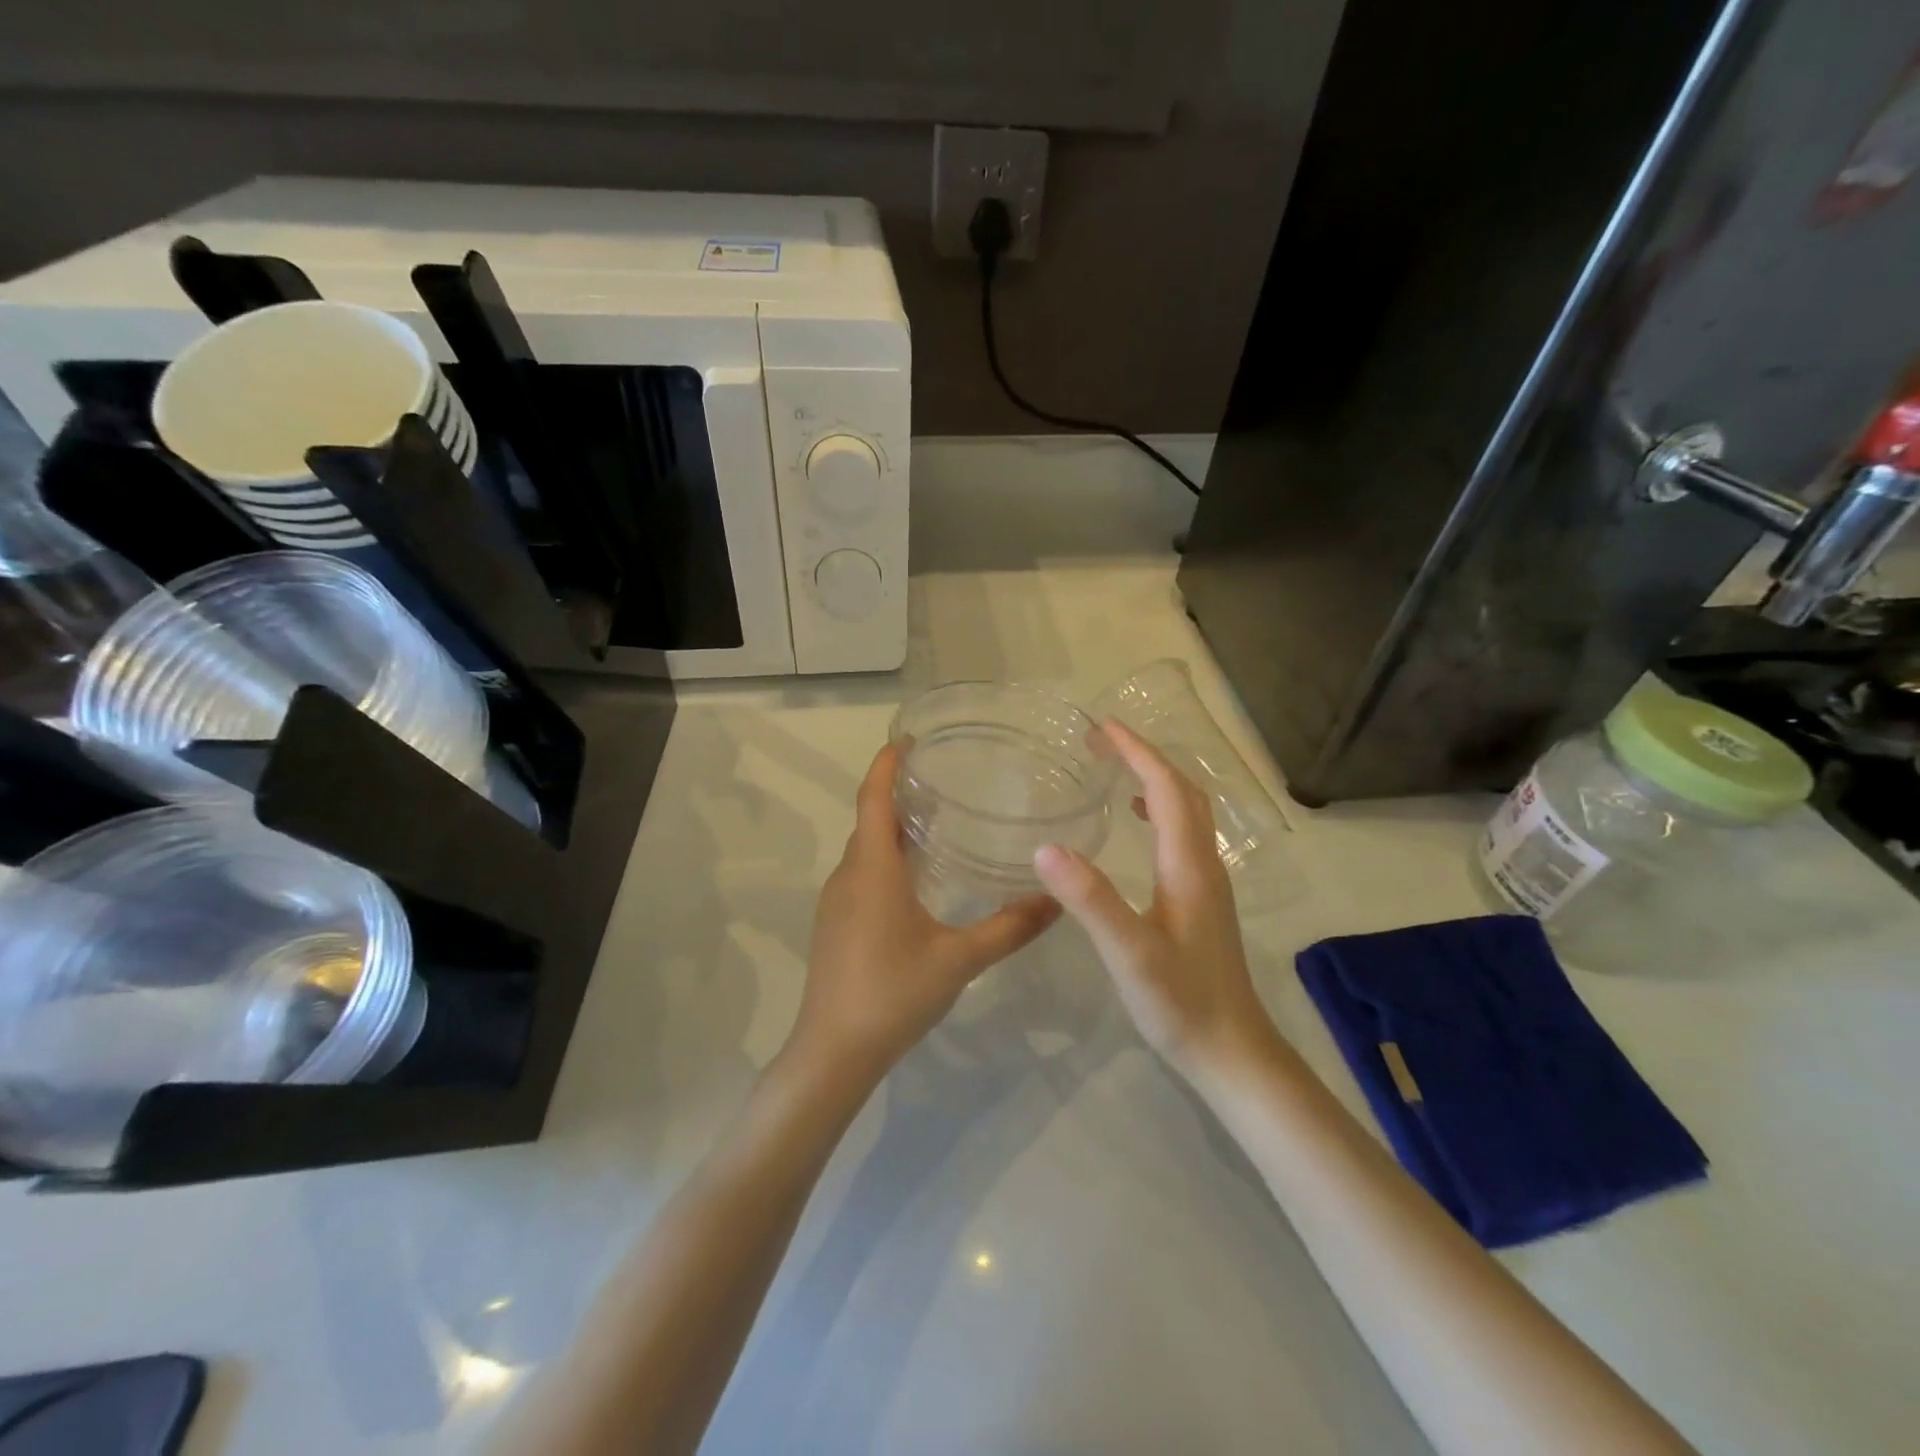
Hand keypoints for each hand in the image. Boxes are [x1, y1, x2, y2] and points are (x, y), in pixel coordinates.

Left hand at [792, 742, 1061, 1076]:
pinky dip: (886, 857)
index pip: (873, 797)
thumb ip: (1009, 928)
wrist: (832, 1052)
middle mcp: (849, 874)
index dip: (887, 763)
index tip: (909, 739)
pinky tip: (917, 878)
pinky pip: (861, 873)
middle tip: (943, 780)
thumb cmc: (893, 994)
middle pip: (870, 818)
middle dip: (898, 793)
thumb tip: (1057, 899)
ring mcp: (836, 900)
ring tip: (937, 821)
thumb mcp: (959, 959)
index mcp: (873, 869)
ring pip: (865, 848)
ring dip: (892, 827)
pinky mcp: (834, 924)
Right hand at [1033, 720, 1276, 1079]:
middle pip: (1182, 790)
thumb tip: (1046, 848)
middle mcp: (1203, 862)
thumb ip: (1090, 900)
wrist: (1231, 1049)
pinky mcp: (1202, 898)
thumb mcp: (1129, 953)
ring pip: (1187, 810)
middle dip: (1144, 756)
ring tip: (1116, 767)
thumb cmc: (1180, 1002)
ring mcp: (1206, 880)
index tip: (1102, 727)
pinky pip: (1182, 833)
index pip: (1165, 789)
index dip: (1137, 752)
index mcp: (1187, 864)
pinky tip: (1136, 821)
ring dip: (1154, 779)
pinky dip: (1159, 809)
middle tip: (1101, 740)